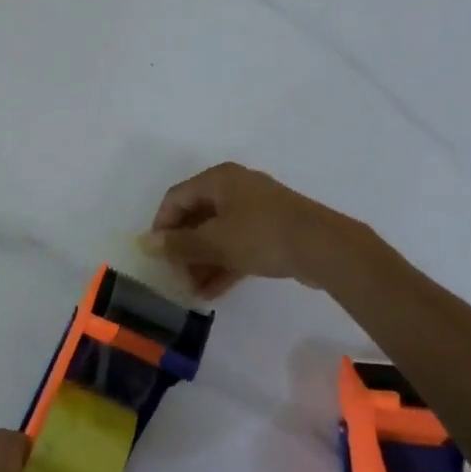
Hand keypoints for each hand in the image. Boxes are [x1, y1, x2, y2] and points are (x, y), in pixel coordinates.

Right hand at [138, 161, 377, 297]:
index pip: (176, 198)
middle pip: (196, 217)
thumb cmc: (261, 235)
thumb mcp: (214, 241)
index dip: (162, 226)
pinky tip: (212, 292)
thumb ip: (178, 244)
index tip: (157, 255)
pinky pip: (238, 244)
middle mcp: (235, 188)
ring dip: (202, 261)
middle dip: (183, 249)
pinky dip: (223, 264)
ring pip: (217, 234)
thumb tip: (145, 243)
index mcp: (218, 179)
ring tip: (193, 290)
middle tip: (177, 276)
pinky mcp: (272, 231)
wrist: (325, 247)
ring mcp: (256, 209)